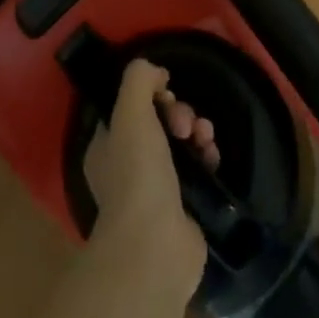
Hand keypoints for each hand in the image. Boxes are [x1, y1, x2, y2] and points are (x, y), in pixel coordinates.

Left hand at [83, 60, 214, 290]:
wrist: (155, 246)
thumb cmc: (136, 174)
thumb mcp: (130, 113)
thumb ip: (138, 79)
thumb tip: (156, 72)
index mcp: (107, 146)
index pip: (130, 107)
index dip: (151, 94)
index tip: (165, 94)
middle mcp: (127, 166)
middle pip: (158, 122)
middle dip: (178, 113)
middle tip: (185, 123)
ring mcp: (155, 189)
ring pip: (180, 143)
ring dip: (196, 130)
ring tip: (203, 137)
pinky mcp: (183, 207)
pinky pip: (197, 169)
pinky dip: (206, 156)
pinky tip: (211, 155)